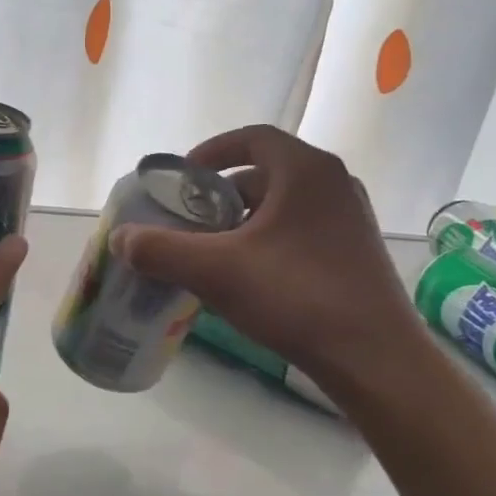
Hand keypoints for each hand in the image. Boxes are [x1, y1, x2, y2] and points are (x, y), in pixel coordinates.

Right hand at [111, 124, 423, 389]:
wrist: (374, 358)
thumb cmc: (296, 298)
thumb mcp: (216, 272)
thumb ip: (161, 250)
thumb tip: (120, 238)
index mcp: (306, 170)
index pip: (253, 137)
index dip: (212, 151)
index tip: (183, 177)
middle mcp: (334, 183)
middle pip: (267, 172)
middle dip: (223, 193)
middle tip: (191, 220)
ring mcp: (351, 218)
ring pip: (285, 204)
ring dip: (246, 219)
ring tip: (214, 251)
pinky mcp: (357, 251)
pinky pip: (303, 229)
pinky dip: (271, 239)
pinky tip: (252, 276)